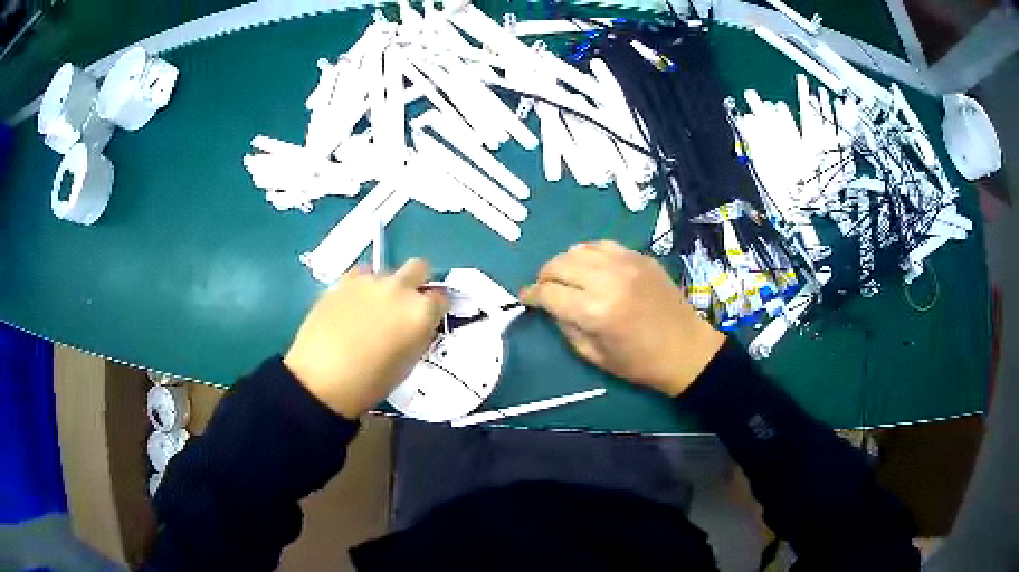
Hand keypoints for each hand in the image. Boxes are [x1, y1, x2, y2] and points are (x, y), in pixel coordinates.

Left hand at [284, 259, 448, 418]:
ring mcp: (370, 281)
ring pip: (387, 272)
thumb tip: (417, 325)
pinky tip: (352, 306)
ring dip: (386, 287)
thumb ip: (417, 336)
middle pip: (419, 267)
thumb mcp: (407, 365)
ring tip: (370, 310)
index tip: (427, 320)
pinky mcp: (343, 280)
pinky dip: (362, 287)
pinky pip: (361, 275)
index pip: (441, 298)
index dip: (434, 310)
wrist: (321, 380)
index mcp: (421, 312)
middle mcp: (400, 289)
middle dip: (416, 282)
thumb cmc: (370, 383)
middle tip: (404, 305)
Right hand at [521, 241, 724, 396]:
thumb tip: (551, 306)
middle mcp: (607, 280)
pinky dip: (589, 254)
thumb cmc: (639, 362)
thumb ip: (566, 327)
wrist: (686, 349)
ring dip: (565, 263)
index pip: (548, 292)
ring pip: (578, 249)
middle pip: (559, 264)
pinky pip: (602, 245)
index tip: (525, 297)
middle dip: (545, 276)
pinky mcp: (640, 257)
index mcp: (594, 311)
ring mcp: (626, 263)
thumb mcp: (593, 356)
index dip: (531, 295)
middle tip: (545, 288)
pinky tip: (591, 267)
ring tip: (567, 277)